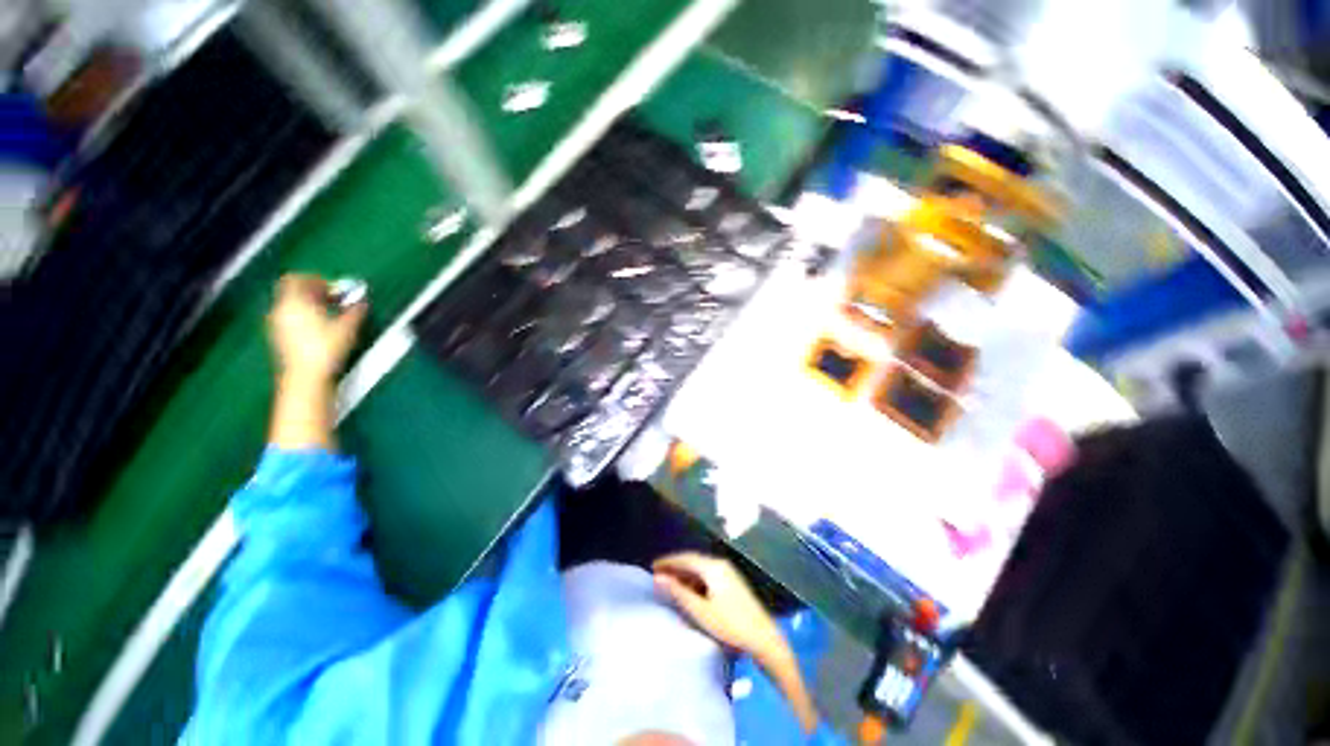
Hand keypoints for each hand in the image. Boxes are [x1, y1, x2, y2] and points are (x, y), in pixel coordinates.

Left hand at [267, 274, 366, 381]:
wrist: (306, 377)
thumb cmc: (326, 349)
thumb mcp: (347, 328)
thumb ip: (355, 311)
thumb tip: (363, 302)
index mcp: (294, 301)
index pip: (297, 279)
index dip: (316, 279)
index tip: (334, 287)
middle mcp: (280, 309)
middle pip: (292, 291)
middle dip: (313, 291)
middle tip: (333, 298)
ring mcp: (277, 324)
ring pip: (291, 305)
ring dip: (309, 304)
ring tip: (329, 312)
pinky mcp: (279, 337)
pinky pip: (290, 317)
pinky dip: (304, 316)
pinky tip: (320, 327)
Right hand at [652, 552, 785, 659]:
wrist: (764, 638)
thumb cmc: (730, 625)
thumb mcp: (701, 611)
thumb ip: (679, 592)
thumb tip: (658, 577)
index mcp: (713, 567)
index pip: (685, 558)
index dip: (668, 561)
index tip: (652, 566)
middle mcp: (720, 564)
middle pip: (693, 561)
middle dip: (675, 566)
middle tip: (658, 574)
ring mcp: (729, 573)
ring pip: (701, 568)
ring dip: (685, 574)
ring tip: (670, 583)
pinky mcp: (733, 583)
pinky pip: (708, 575)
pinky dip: (695, 580)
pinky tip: (690, 591)